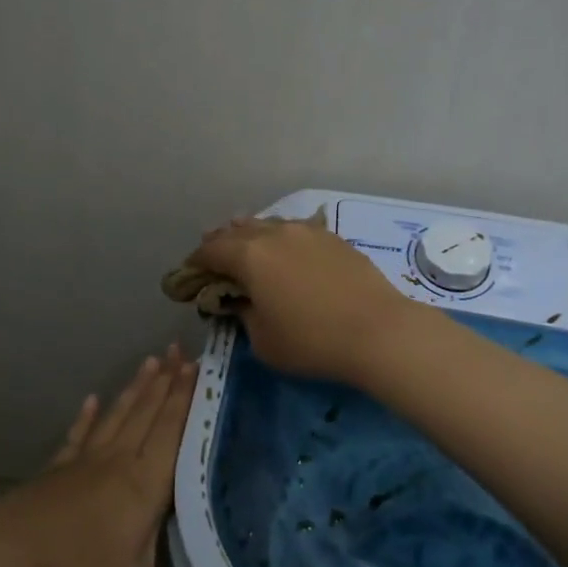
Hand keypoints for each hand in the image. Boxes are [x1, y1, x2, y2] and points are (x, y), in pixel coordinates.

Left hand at [0, 347, 248, 566]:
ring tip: (153, 360)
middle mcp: (118, 463)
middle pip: (149, 416)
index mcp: (143, 486)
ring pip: (119, 417)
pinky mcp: (58, 470)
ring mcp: (84, 463)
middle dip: (169, 383)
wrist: (7, 558)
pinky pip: (78, 436)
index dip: (190, 400)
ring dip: (137, 389)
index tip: (203, 367)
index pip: (174, 434)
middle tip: (183, 348)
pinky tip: (92, 399)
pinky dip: (88, 417)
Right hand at [186, 217, 418, 382]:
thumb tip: (240, 300)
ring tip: (245, 243)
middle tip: (213, 255)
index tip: (189, 273)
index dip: (196, 262)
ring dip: (251, 234)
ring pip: (269, 224)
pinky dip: (281, 237)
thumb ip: (243, 315)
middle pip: (238, 230)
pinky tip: (285, 247)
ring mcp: (307, 231)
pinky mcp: (333, 238)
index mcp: (250, 256)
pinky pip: (296, 230)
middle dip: (221, 242)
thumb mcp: (263, 340)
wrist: (378, 331)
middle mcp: (275, 234)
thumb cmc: (312, 342)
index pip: (211, 251)